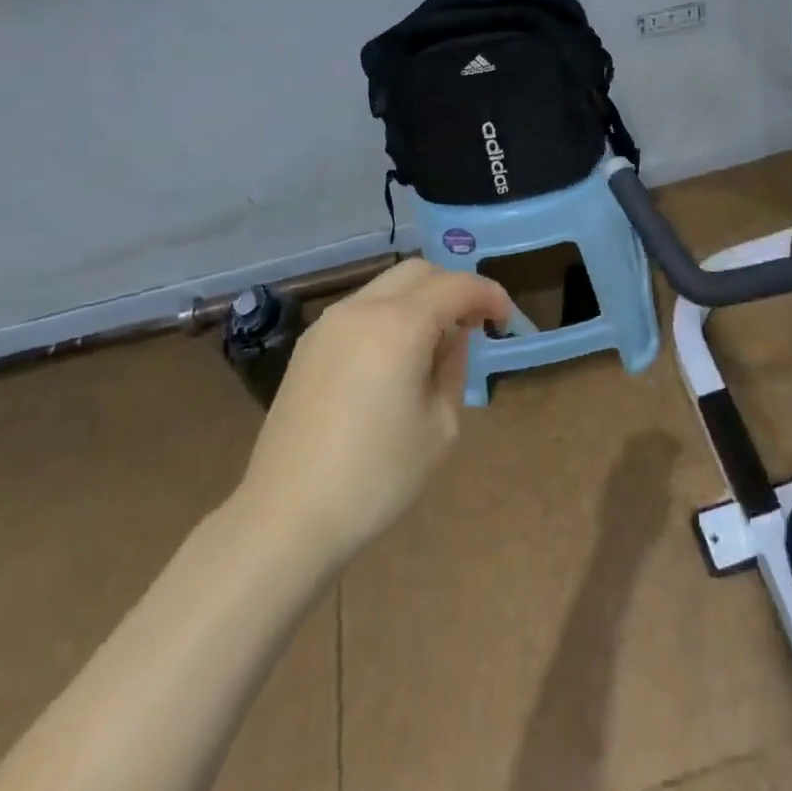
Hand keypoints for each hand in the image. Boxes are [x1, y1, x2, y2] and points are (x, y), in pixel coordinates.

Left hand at [233, 259, 510, 564]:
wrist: (285, 518)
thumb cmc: (375, 477)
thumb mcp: (440, 426)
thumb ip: (454, 366)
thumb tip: (452, 337)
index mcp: (398, 325)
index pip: (456, 286)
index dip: (489, 295)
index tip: (506, 319)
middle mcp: (362, 309)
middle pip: (419, 271)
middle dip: (454, 287)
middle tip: (473, 324)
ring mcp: (329, 323)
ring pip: (388, 286)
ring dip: (421, 299)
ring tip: (436, 341)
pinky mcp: (309, 345)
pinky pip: (362, 309)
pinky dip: (391, 314)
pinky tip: (396, 356)